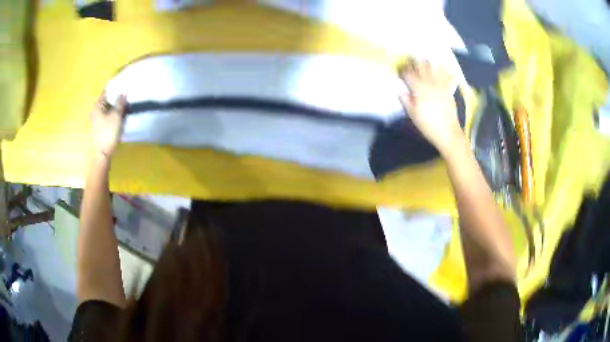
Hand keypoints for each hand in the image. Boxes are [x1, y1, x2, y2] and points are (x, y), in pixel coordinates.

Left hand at [90, 91, 127, 158]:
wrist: (103, 153)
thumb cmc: (108, 132)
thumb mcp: (116, 115)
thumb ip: (121, 102)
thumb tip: (125, 91)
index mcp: (98, 105)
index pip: (107, 91)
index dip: (116, 87)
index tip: (124, 84)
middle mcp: (96, 110)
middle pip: (108, 100)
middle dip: (118, 98)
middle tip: (128, 95)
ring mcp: (97, 119)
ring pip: (109, 108)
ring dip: (117, 106)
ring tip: (127, 105)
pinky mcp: (100, 126)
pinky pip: (109, 115)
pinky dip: (115, 114)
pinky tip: (122, 115)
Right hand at [398, 60, 463, 155]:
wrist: (448, 132)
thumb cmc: (428, 125)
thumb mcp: (413, 115)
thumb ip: (406, 100)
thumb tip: (399, 90)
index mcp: (419, 89)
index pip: (408, 74)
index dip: (403, 70)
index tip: (399, 69)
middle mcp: (430, 83)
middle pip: (421, 67)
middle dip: (414, 62)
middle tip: (410, 60)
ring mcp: (440, 85)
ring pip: (434, 68)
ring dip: (428, 63)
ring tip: (424, 61)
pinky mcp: (448, 90)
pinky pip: (447, 76)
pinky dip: (444, 71)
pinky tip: (442, 68)